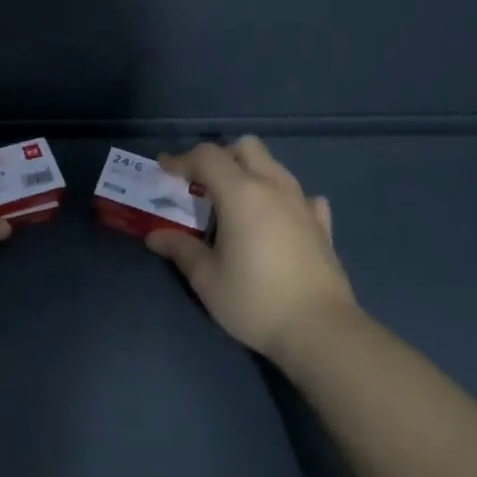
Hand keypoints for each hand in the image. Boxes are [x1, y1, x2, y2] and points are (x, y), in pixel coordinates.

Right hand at [147, 136, 358, 360]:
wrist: (320, 329)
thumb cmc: (255, 300)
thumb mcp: (207, 279)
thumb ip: (181, 250)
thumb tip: (155, 236)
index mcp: (241, 192)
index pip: (207, 156)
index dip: (181, 159)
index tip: (164, 171)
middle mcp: (273, 186)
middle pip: (245, 147)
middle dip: (221, 156)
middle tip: (202, 184)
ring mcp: (302, 202)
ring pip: (274, 165)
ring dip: (250, 172)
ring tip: (236, 202)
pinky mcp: (321, 223)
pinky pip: (300, 195)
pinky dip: (283, 198)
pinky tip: (278, 219)